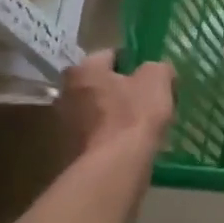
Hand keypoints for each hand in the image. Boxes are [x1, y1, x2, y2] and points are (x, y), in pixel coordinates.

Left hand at [59, 51, 174, 159]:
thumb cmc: (134, 115)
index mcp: (83, 69)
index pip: (112, 55)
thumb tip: (157, 72)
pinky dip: (112, 136)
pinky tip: (132, 143)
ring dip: (117, 114)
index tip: (153, 76)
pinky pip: (98, 134)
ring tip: (143, 124)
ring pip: (99, 110)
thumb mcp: (157, 79)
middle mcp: (66, 92)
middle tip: (149, 99)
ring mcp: (64, 124)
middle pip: (102, 84)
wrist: (114, 167)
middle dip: (123, 89)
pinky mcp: (70, 151)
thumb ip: (158, 67)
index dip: (136, 62)